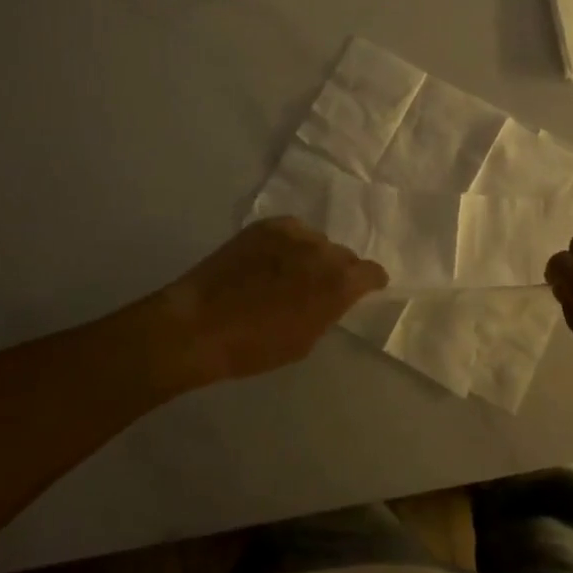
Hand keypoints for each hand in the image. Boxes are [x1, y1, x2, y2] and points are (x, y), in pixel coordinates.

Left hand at [159, 217, 387, 384]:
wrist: (201, 324)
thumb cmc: (256, 346)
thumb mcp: (305, 340)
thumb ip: (328, 310)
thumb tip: (333, 297)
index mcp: (338, 283)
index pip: (371, 272)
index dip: (370, 282)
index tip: (365, 289)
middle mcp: (322, 250)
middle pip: (343, 255)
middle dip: (337, 271)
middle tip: (319, 287)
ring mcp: (293, 233)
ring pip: (316, 241)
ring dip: (311, 255)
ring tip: (290, 272)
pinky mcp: (266, 225)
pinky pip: (291, 231)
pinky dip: (289, 244)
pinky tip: (272, 259)